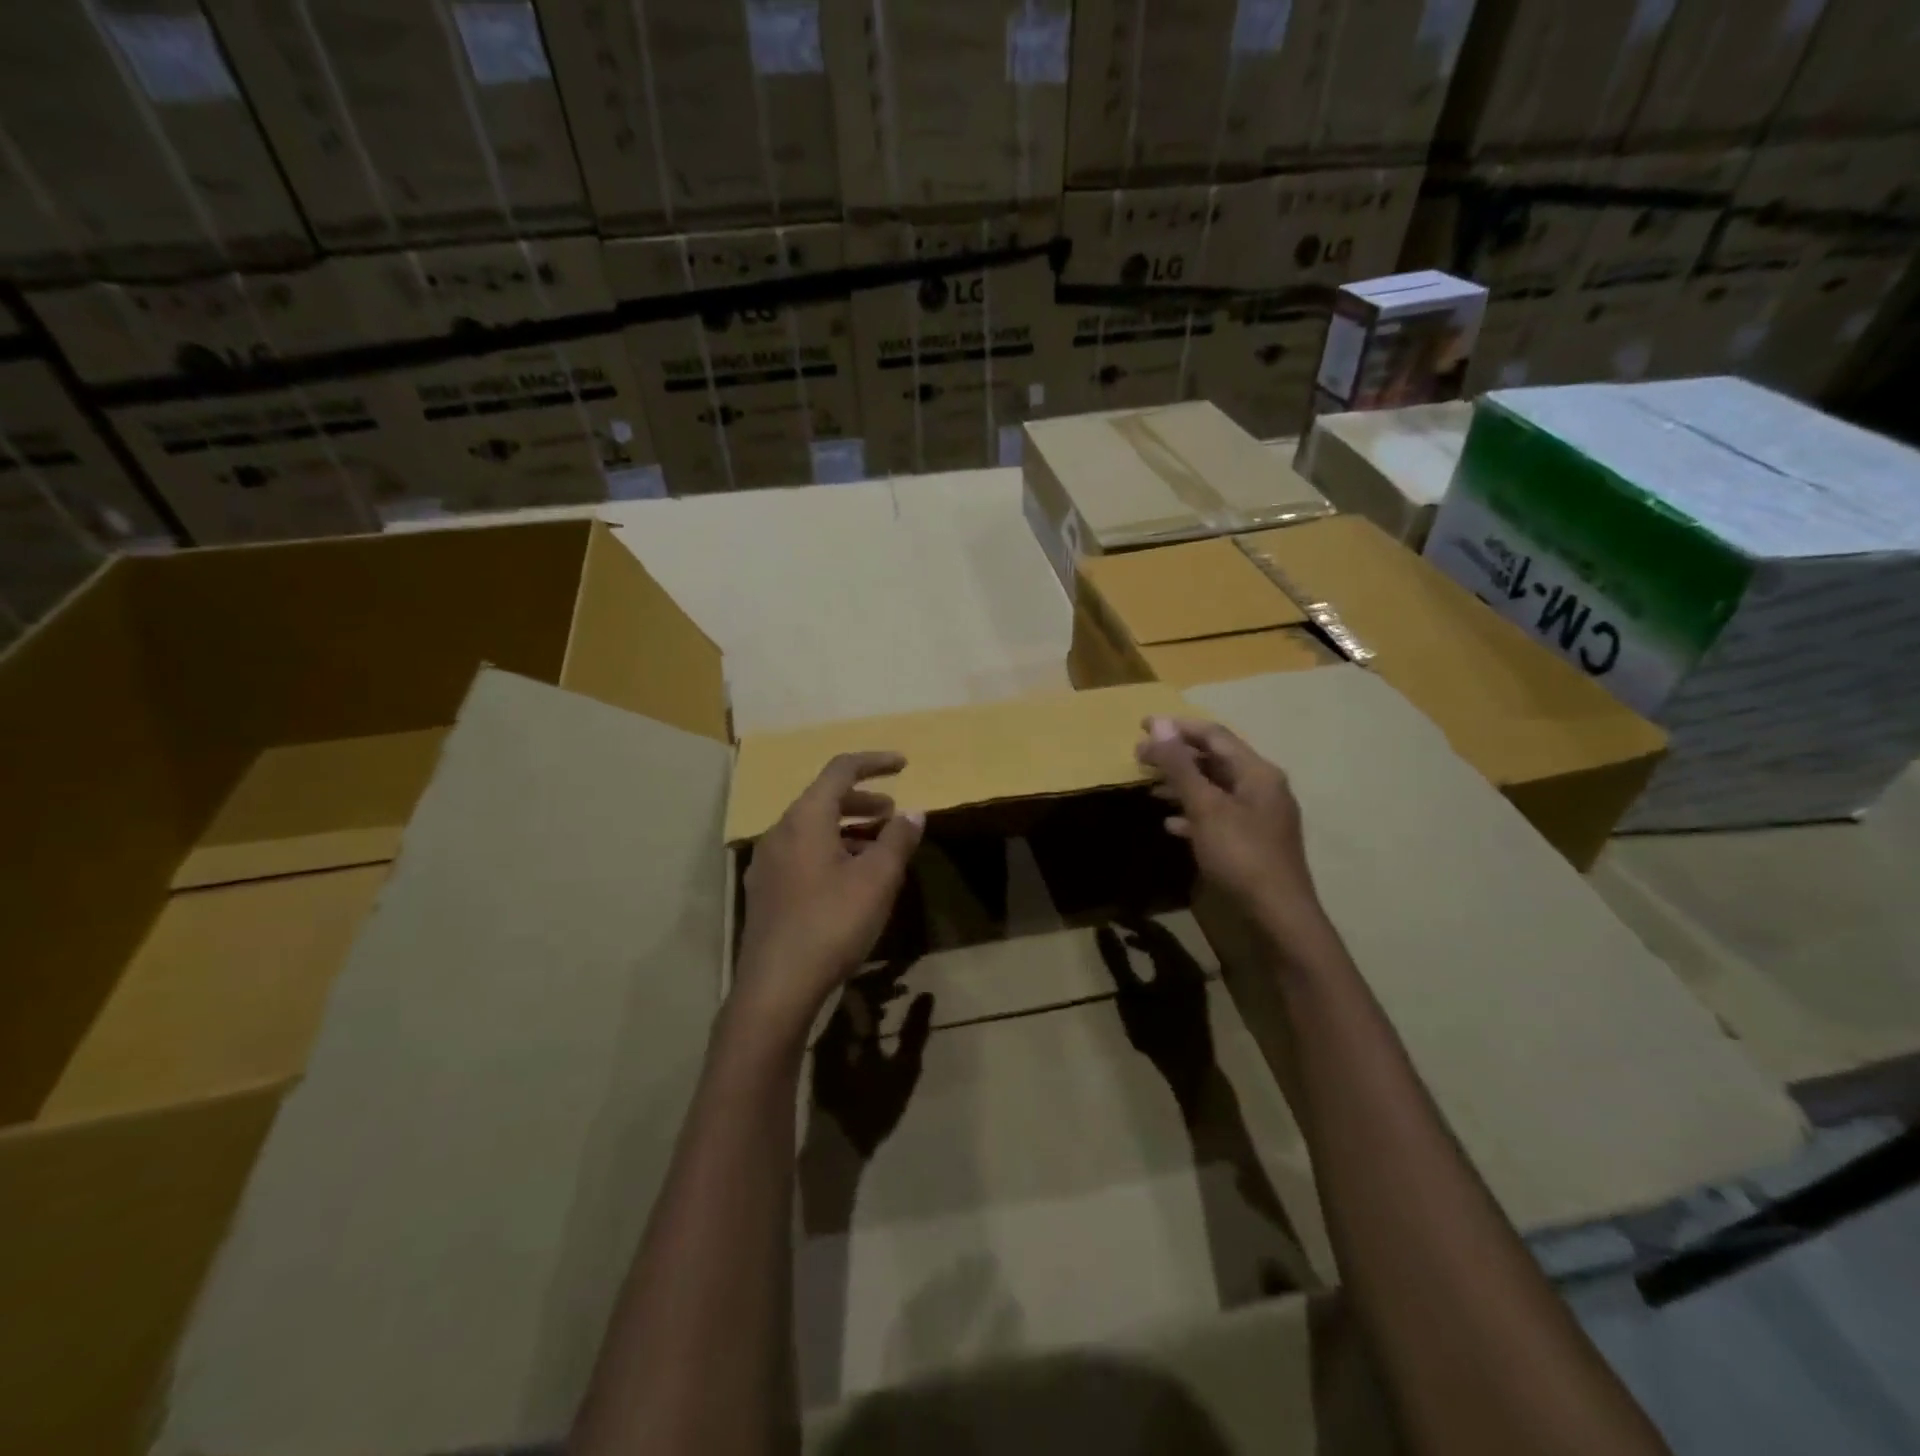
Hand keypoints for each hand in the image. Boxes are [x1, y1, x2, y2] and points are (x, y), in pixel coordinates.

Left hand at [734, 752, 923, 1033]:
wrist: (775, 987)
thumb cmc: (832, 923)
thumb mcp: (877, 879)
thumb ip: (898, 840)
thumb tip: (913, 813)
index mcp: (805, 818)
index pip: (840, 770)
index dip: (874, 762)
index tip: (903, 764)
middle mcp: (780, 832)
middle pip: (824, 799)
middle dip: (863, 801)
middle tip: (893, 813)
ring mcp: (767, 863)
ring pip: (813, 829)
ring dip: (848, 830)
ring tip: (879, 849)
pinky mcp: (766, 891)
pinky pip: (803, 854)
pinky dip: (831, 851)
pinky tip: (851, 880)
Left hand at [810, 970, 935, 1158]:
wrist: (835, 1146)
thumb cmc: (872, 1108)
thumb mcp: (904, 1070)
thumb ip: (915, 1031)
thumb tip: (926, 995)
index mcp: (847, 1026)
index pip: (864, 984)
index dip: (886, 972)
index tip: (907, 965)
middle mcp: (829, 1026)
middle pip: (850, 990)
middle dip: (877, 981)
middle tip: (902, 979)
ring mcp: (822, 1040)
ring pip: (844, 1003)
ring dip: (869, 996)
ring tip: (895, 996)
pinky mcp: (821, 1053)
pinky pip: (840, 1018)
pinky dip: (859, 1012)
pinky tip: (876, 1020)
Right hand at [1097, 921, 1214, 1110]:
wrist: (1190, 1069)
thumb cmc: (1157, 1033)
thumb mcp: (1130, 996)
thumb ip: (1117, 961)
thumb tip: (1103, 930)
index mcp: (1176, 963)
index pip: (1152, 929)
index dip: (1130, 919)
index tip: (1109, 915)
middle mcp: (1190, 964)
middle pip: (1164, 935)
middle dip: (1140, 927)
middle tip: (1117, 922)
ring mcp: (1195, 977)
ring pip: (1170, 948)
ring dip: (1149, 940)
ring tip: (1127, 939)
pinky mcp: (1195, 989)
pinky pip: (1174, 960)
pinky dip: (1158, 955)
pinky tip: (1145, 962)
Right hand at [1136, 716, 1323, 944]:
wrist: (1278, 915)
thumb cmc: (1241, 855)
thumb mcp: (1205, 807)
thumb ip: (1181, 766)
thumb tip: (1159, 724)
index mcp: (1257, 772)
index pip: (1214, 735)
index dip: (1177, 728)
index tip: (1142, 726)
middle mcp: (1262, 787)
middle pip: (1214, 760)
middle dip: (1177, 757)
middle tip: (1140, 757)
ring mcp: (1259, 815)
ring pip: (1215, 788)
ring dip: (1182, 784)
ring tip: (1149, 787)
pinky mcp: (1253, 841)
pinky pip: (1219, 815)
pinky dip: (1193, 813)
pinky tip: (1170, 824)